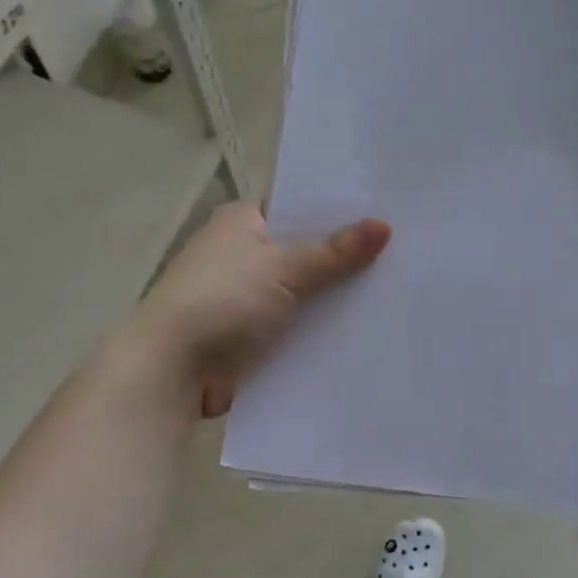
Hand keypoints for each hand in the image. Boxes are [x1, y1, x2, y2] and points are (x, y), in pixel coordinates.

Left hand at [134, 202, 390, 418]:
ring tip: (398, 292)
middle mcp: (244, 254)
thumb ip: (334, 253)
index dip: (340, 211)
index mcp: (243, 222)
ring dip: (337, 298)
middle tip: (405, 255)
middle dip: (346, 258)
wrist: (172, 371)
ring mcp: (248, 297)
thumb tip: (384, 225)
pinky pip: (298, 326)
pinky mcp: (254, 335)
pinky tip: (366, 330)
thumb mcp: (282, 270)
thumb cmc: (222, 302)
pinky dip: (322, 329)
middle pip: (306, 251)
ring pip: (305, 292)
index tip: (387, 214)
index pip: (299, 206)